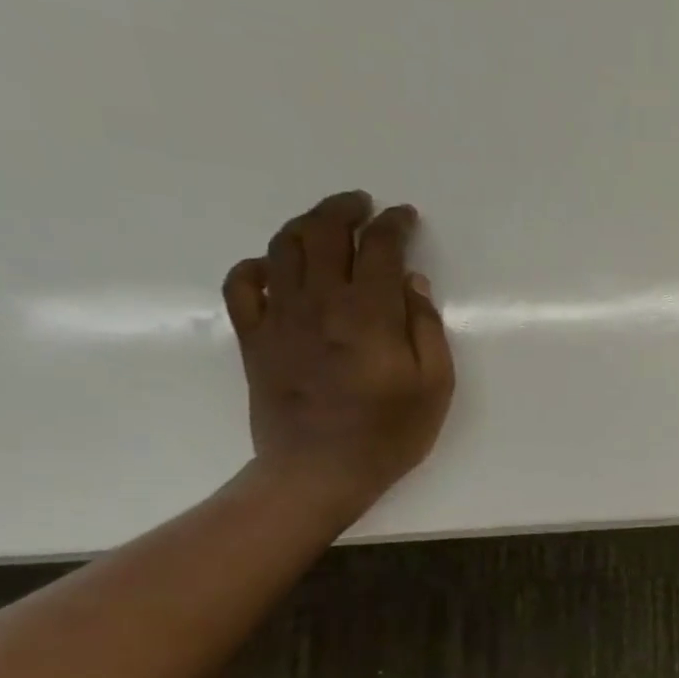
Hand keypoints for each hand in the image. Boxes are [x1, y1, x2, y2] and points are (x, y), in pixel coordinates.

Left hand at [221, 191, 454, 522]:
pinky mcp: (254, 338)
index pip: (380, 248)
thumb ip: (427, 328)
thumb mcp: (435, 385)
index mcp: (370, 313)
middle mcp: (321, 303)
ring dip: (305, 224)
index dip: (394, 225)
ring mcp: (280, 318)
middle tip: (363, 204)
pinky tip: (275, 267)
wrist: (319, 472)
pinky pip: (243, 285)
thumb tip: (412, 283)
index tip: (405, 217)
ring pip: (283, 248)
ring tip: (325, 223)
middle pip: (325, 233)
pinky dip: (258, 265)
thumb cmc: (389, 432)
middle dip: (345, 209)